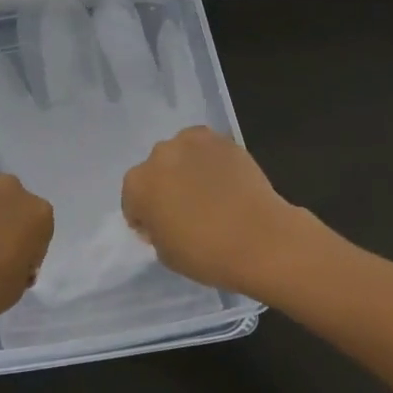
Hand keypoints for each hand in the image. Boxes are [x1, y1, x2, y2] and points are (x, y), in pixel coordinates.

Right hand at [121, 127, 302, 295]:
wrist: (260, 239)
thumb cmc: (206, 254)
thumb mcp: (165, 253)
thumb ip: (155, 229)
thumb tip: (163, 217)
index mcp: (137, 184)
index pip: (132, 199)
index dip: (146, 216)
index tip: (162, 228)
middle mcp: (158, 155)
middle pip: (155, 171)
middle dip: (165, 186)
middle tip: (187, 208)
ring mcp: (190, 142)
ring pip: (180, 154)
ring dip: (186, 169)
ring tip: (209, 192)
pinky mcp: (220, 138)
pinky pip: (206, 148)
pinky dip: (210, 160)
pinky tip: (225, 180)